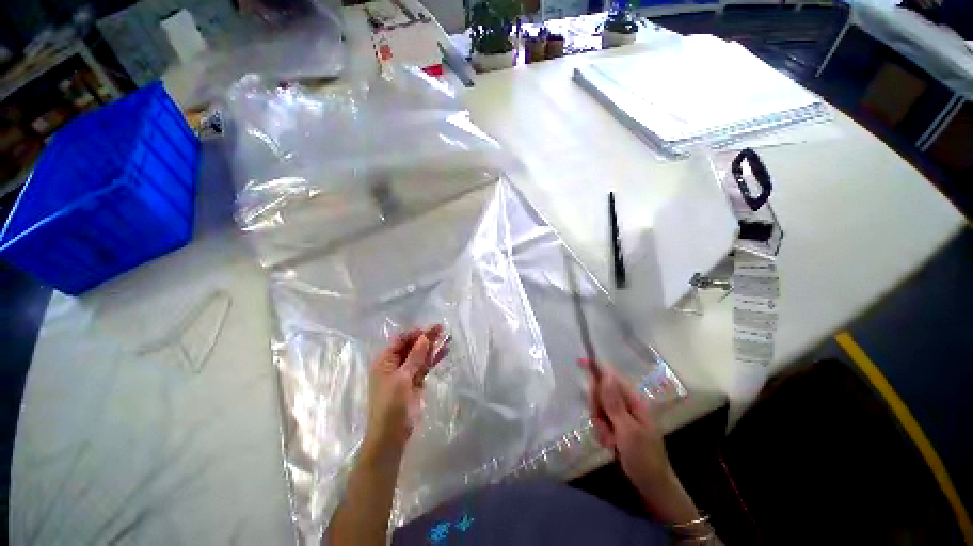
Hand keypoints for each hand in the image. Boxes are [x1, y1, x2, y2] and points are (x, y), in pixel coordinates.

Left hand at [363, 326, 447, 464]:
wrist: (392, 435)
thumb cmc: (391, 404)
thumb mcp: (402, 378)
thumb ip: (415, 357)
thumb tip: (424, 337)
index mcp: (384, 361)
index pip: (400, 341)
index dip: (415, 334)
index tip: (430, 329)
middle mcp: (394, 365)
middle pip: (412, 347)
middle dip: (426, 338)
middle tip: (442, 328)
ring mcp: (406, 373)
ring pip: (420, 356)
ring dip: (432, 347)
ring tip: (447, 337)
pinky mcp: (416, 382)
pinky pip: (425, 366)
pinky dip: (434, 359)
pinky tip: (445, 351)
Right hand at [581, 359, 698, 523]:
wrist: (652, 487)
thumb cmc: (644, 457)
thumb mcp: (627, 430)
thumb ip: (614, 403)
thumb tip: (606, 375)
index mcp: (633, 401)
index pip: (611, 378)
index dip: (596, 369)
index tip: (579, 361)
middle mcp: (626, 405)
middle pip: (601, 393)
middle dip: (597, 408)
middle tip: (604, 426)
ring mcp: (621, 417)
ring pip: (598, 409)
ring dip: (600, 425)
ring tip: (610, 441)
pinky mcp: (616, 428)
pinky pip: (600, 422)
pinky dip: (601, 433)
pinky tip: (610, 445)